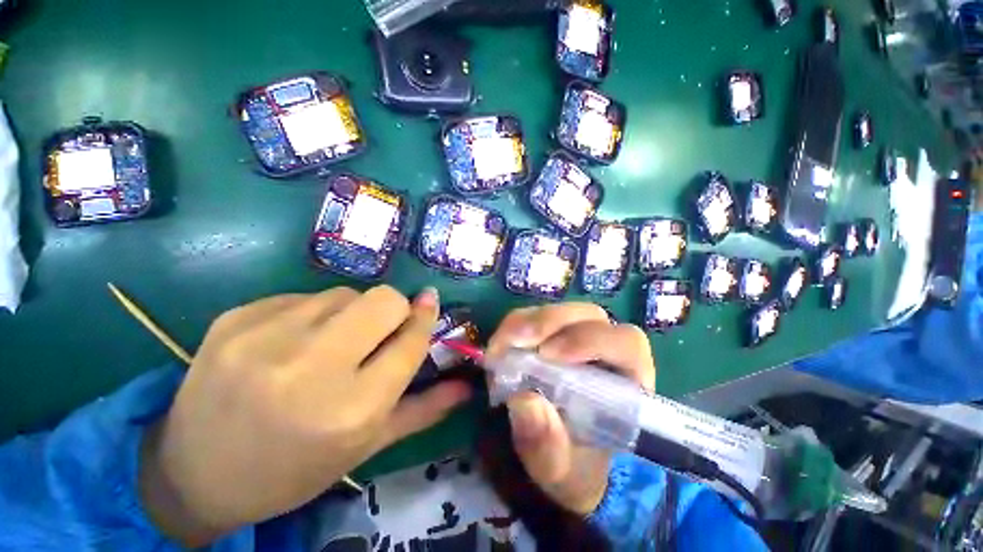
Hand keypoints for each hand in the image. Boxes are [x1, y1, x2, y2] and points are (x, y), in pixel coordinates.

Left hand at [139, 286, 470, 545]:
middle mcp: (311, 369)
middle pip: (383, 300)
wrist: (194, 474)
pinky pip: (303, 296)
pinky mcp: (236, 318)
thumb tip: (467, 386)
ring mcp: (266, 337)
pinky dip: (312, 313)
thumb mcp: (365, 447)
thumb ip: (423, 410)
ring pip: (345, 293)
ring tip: (329, 343)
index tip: (430, 303)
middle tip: (380, 329)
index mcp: (351, 409)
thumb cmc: (294, 468)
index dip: (425, 317)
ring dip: (352, 312)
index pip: (410, 340)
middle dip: (394, 309)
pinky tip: (291, 342)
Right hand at [487, 304, 655, 516]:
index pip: (625, 341)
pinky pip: (535, 316)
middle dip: (551, 323)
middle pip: (588, 315)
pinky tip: (500, 345)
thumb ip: (547, 444)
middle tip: (518, 343)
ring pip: (560, 311)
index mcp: (628, 379)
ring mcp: (577, 335)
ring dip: (528, 322)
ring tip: (503, 345)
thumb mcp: (559, 468)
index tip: (549, 356)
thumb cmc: (573, 464)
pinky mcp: (551, 332)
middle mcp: (607, 348)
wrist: (560, 456)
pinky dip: (515, 326)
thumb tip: (525, 401)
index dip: (589, 340)